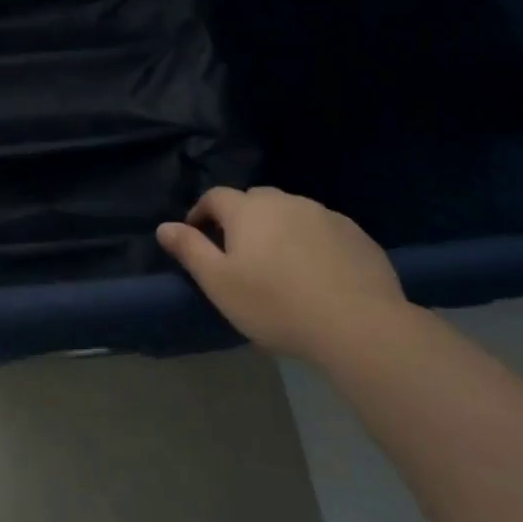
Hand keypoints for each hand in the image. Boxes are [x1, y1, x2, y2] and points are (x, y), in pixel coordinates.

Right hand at [156, 186, 409, 361]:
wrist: (358, 325)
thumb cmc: (275, 304)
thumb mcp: (219, 283)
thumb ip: (190, 250)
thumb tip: (164, 226)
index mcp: (249, 210)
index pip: (216, 196)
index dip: (201, 211)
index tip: (196, 234)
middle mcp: (286, 202)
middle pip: (255, 200)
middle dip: (241, 218)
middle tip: (238, 251)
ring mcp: (325, 215)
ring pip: (292, 212)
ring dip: (279, 228)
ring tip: (280, 263)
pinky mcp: (356, 234)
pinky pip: (323, 229)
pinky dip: (312, 242)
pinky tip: (317, 272)